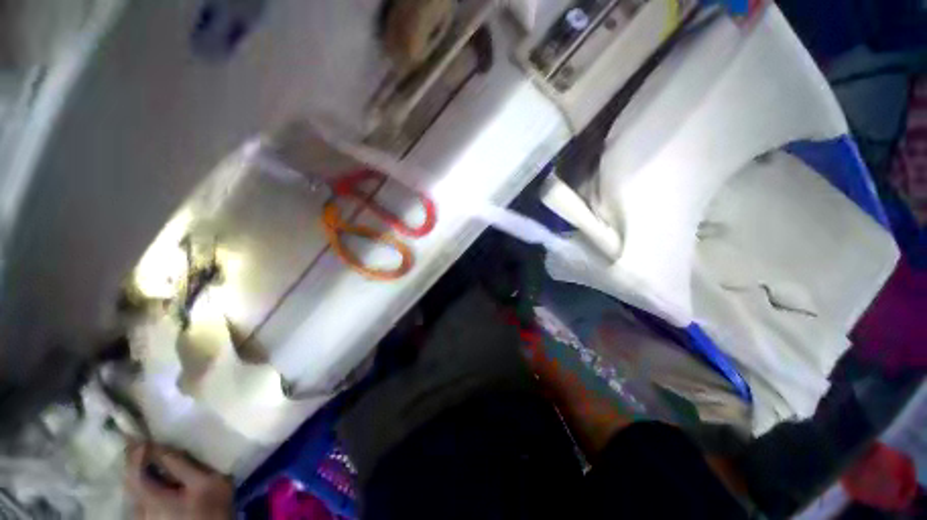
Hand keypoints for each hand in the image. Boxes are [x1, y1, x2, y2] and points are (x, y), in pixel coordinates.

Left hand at [125, 443, 233, 519]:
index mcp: (151, 498)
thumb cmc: (211, 508)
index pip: (132, 471)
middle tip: (140, 442)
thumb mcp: (205, 483)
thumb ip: (181, 465)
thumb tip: (160, 446)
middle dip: (133, 461)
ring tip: (146, 457)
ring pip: (133, 490)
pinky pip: (140, 497)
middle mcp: (140, 509)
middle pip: (129, 481)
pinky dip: (143, 483)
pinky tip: (153, 478)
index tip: (138, 433)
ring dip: (138, 472)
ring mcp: (144, 517)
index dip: (134, 451)